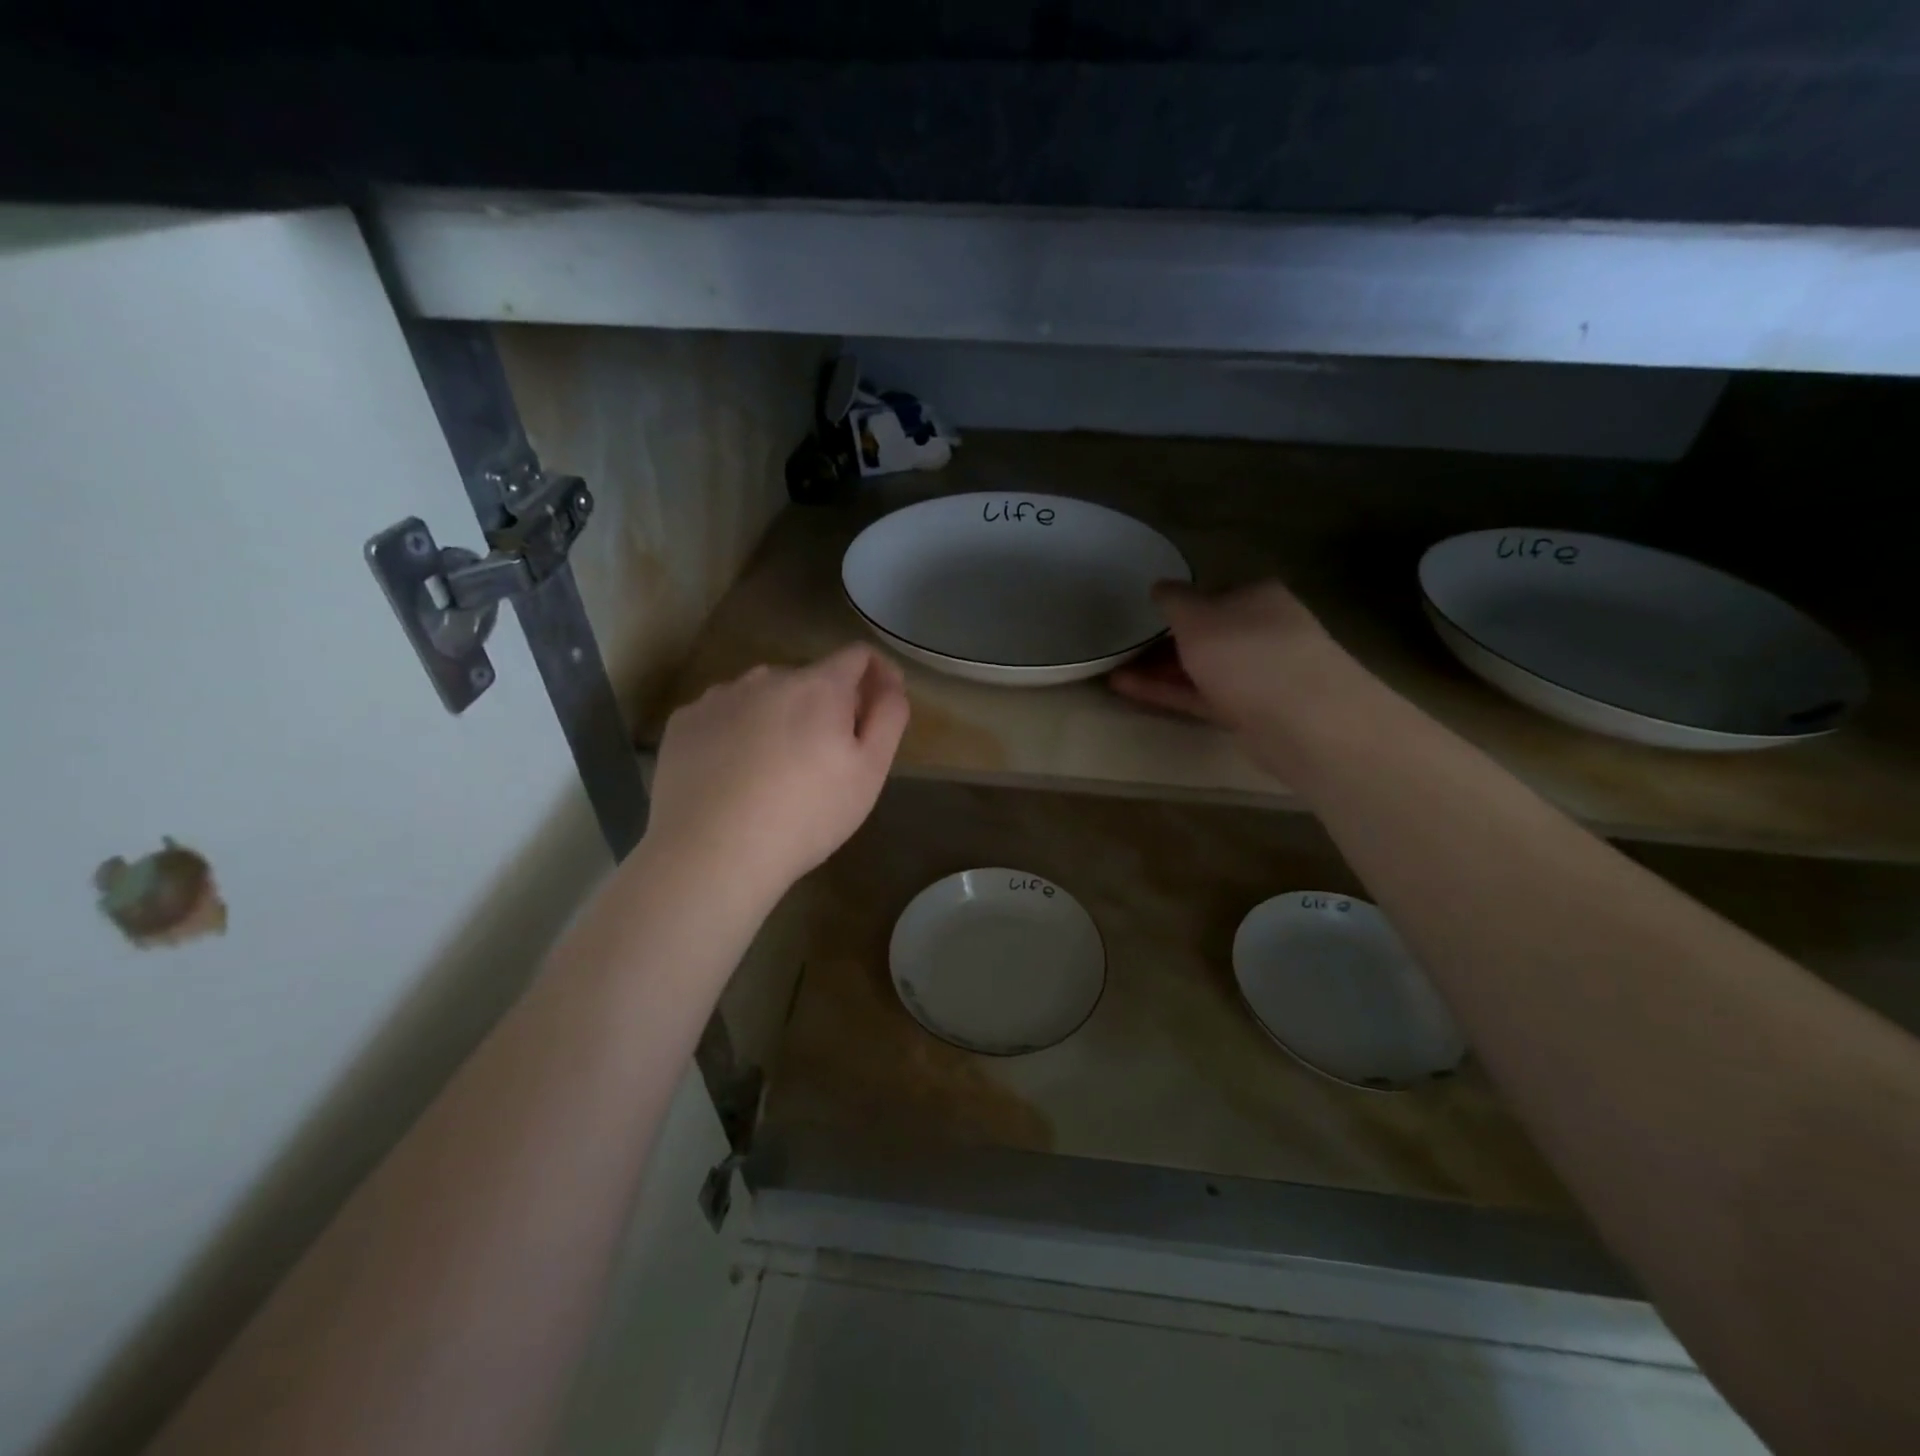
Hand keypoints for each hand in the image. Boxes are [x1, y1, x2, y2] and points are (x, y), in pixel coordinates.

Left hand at [645, 644, 909, 904]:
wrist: (711, 853)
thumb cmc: (805, 815)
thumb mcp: (869, 772)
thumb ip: (889, 717)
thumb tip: (890, 683)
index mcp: (818, 686)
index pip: (857, 656)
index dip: (877, 674)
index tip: (880, 705)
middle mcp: (767, 677)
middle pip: (809, 679)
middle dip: (825, 706)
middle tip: (826, 759)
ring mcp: (719, 697)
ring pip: (763, 695)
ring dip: (779, 716)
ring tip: (774, 769)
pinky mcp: (684, 722)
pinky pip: (723, 715)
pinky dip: (736, 733)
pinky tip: (732, 774)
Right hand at [1110, 580, 1335, 722]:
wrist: (1301, 718)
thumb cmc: (1246, 651)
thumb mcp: (1197, 616)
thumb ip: (1173, 600)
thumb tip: (1160, 586)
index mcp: (1258, 596)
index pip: (1213, 593)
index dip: (1178, 604)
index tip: (1144, 616)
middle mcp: (1262, 630)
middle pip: (1207, 634)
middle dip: (1166, 642)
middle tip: (1124, 649)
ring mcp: (1258, 674)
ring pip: (1201, 668)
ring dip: (1160, 670)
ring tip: (1113, 673)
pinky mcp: (1249, 711)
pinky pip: (1200, 696)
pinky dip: (1168, 692)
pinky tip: (1129, 690)